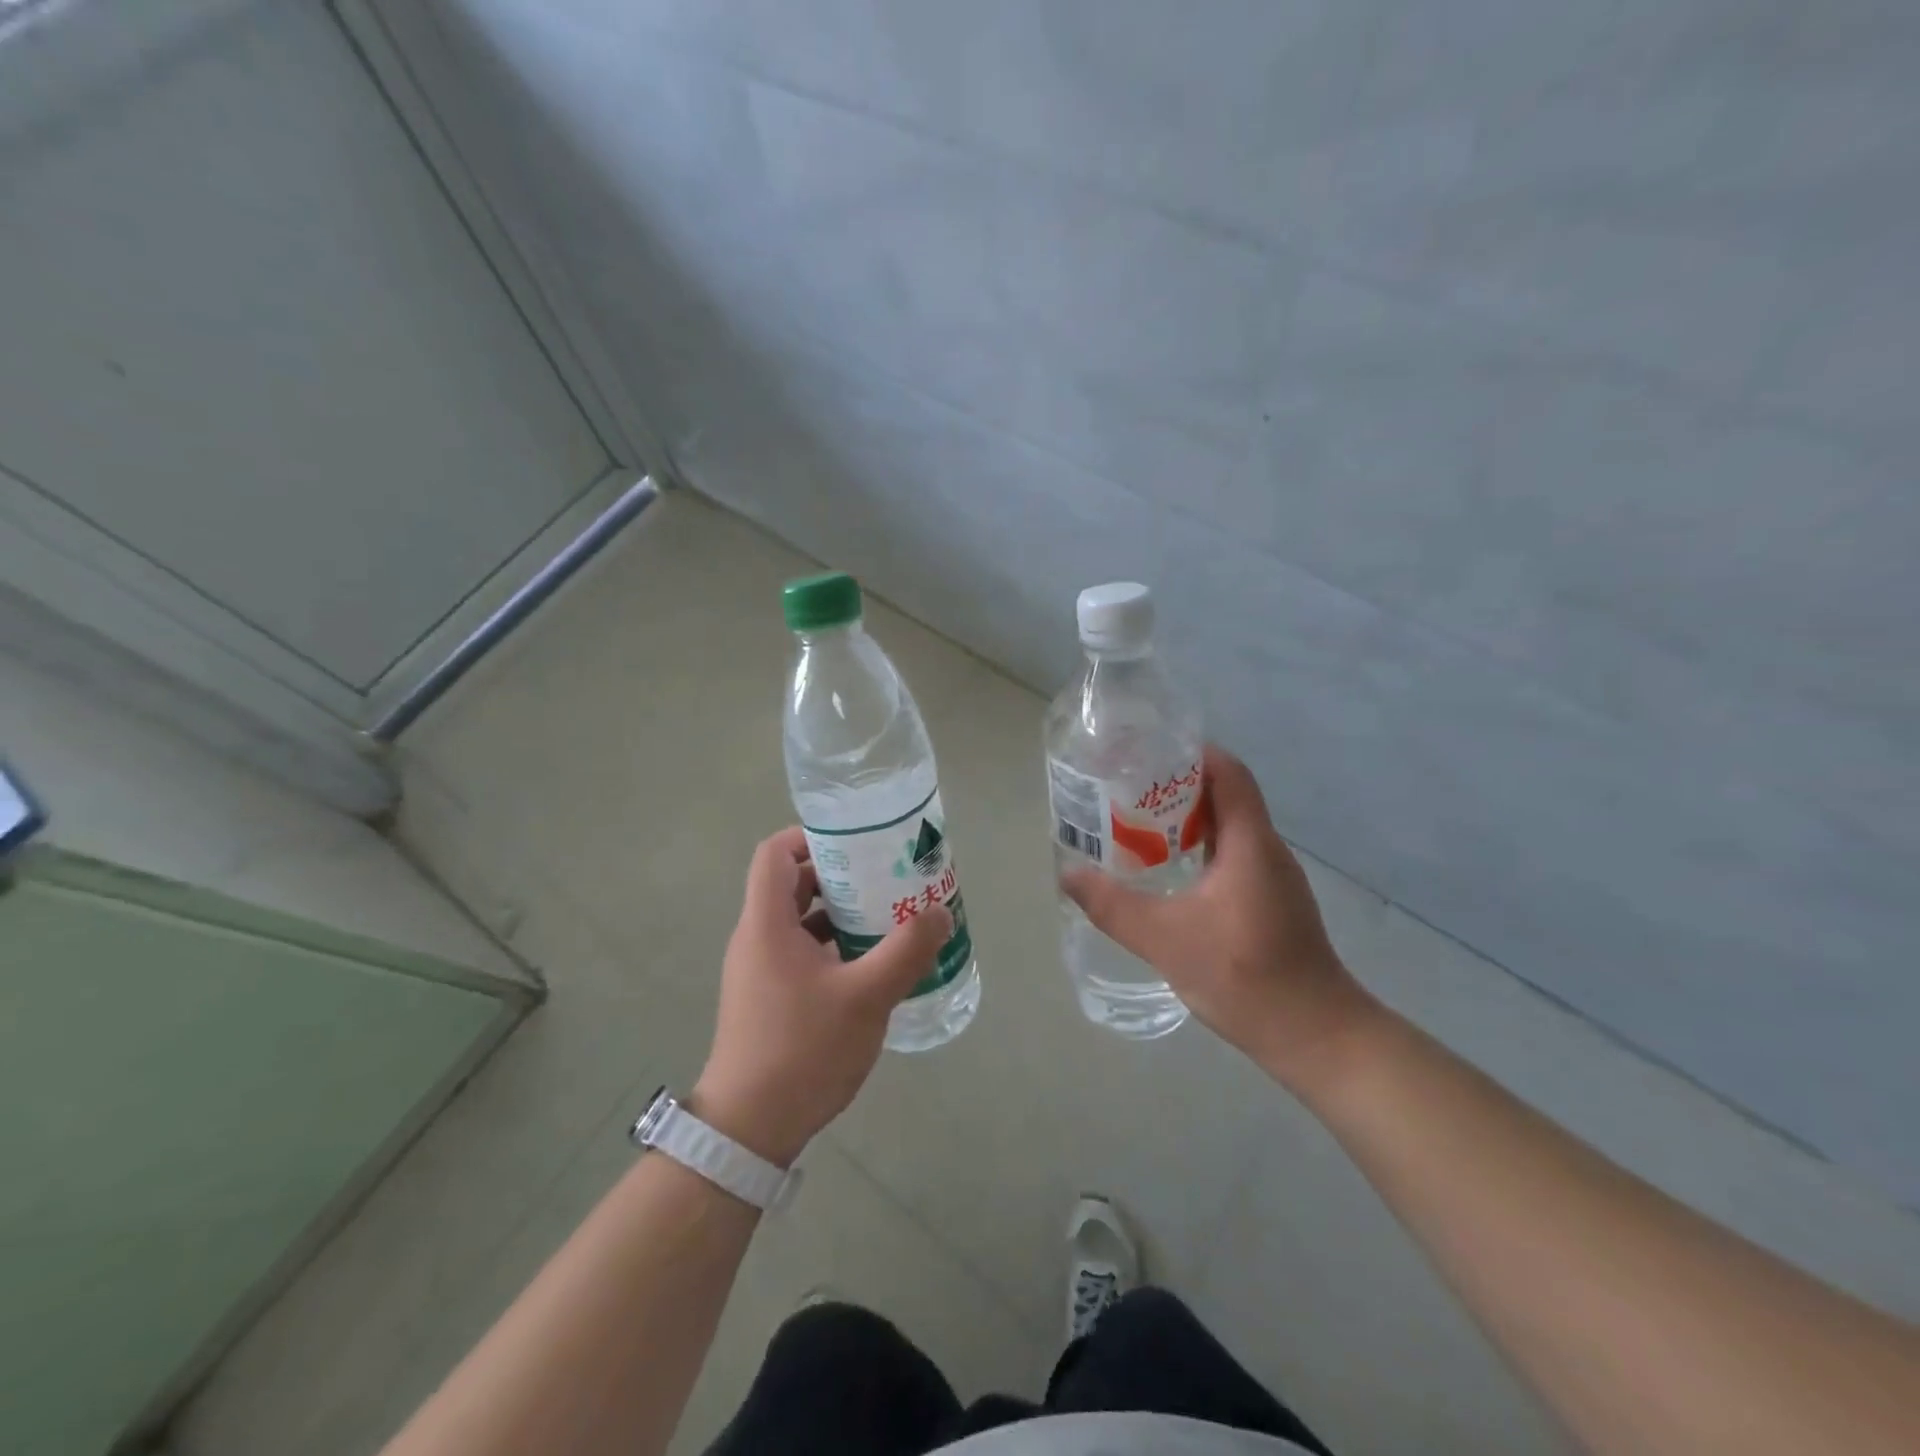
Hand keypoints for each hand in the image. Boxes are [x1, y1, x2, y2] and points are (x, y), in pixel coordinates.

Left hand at [693, 826, 951, 1165]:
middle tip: (886, 874)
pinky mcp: (769, 997)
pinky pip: (802, 951)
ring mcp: (760, 970)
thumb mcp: (866, 997)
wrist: (751, 1128)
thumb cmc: (803, 1050)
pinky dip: (834, 944)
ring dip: (841, 911)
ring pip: (800, 920)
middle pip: (793, 883)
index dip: (811, 835)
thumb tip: (940, 913)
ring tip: (888, 914)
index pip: (775, 853)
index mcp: (767, 924)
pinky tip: (872, 963)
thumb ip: (906, 951)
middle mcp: (757, 938)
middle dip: (840, 873)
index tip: (857, 840)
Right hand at [1061, 745, 1380, 1096]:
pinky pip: (1232, 855)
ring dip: (1187, 819)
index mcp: (1250, 843)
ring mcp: (1273, 878)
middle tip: (1127, 788)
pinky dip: (1199, 849)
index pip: (1229, 774)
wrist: (1314, 1036)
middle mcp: (1267, 850)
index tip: (1147, 752)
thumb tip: (1068, 874)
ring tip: (1137, 823)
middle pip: (1226, 796)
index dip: (1193, 753)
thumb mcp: (1165, 940)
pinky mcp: (1271, 902)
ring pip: (1228, 828)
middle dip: (1177, 785)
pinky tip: (1168, 871)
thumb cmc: (1245, 976)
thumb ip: (1113, 906)